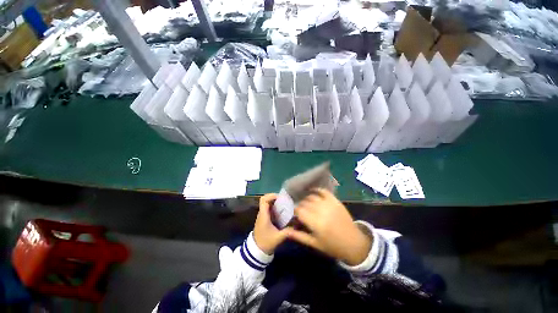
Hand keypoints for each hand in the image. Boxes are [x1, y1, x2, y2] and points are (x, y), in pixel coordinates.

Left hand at [253, 193, 289, 254]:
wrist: (256, 251)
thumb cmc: (265, 243)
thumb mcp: (278, 238)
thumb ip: (287, 232)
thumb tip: (296, 227)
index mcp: (264, 215)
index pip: (263, 200)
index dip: (271, 195)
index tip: (280, 197)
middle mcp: (262, 213)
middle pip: (266, 200)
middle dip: (275, 198)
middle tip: (285, 200)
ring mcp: (262, 216)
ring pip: (268, 204)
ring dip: (275, 203)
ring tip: (285, 205)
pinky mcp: (264, 219)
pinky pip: (269, 209)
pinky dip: (275, 208)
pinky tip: (282, 212)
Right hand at [286, 188, 371, 265]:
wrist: (354, 243)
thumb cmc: (332, 246)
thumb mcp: (314, 244)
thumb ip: (299, 236)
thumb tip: (286, 231)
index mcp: (315, 223)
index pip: (299, 211)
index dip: (293, 211)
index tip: (292, 214)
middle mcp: (321, 211)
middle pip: (304, 203)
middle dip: (299, 206)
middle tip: (298, 210)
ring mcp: (329, 204)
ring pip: (311, 197)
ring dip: (306, 199)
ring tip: (304, 203)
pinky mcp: (335, 201)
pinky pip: (323, 191)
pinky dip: (316, 190)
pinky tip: (312, 191)